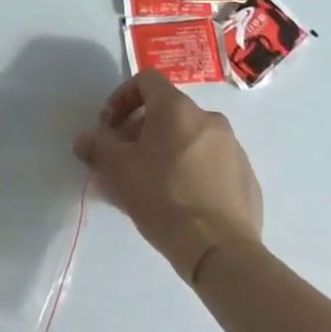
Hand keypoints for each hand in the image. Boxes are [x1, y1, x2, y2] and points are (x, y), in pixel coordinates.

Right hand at [73, 71, 262, 283]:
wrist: (220, 251)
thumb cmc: (163, 198)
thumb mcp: (118, 171)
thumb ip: (97, 148)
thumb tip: (83, 140)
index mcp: (177, 108)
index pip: (146, 80)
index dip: (123, 97)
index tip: (110, 127)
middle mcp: (208, 119)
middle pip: (168, 112)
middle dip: (142, 130)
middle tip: (127, 160)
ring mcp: (233, 148)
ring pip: (191, 138)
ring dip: (169, 151)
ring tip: (153, 184)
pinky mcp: (247, 178)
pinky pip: (212, 164)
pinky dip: (194, 172)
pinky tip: (183, 202)